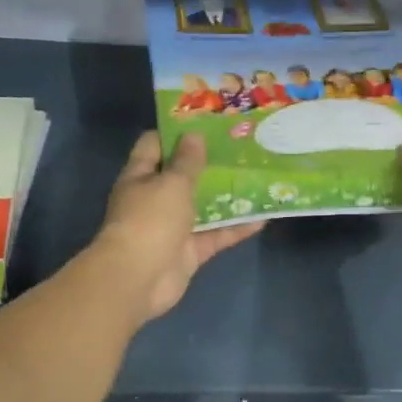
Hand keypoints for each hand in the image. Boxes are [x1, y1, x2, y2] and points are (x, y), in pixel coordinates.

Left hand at [95, 132, 261, 322]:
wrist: (138, 279)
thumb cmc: (150, 220)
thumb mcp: (172, 183)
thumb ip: (187, 161)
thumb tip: (194, 135)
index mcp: (140, 176)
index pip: (155, 145)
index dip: (177, 132)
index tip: (206, 122)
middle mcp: (154, 199)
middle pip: (182, 176)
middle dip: (208, 163)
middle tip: (240, 148)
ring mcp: (172, 227)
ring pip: (202, 207)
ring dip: (226, 196)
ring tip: (256, 178)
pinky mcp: (188, 252)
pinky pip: (215, 235)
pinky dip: (236, 228)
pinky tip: (263, 218)